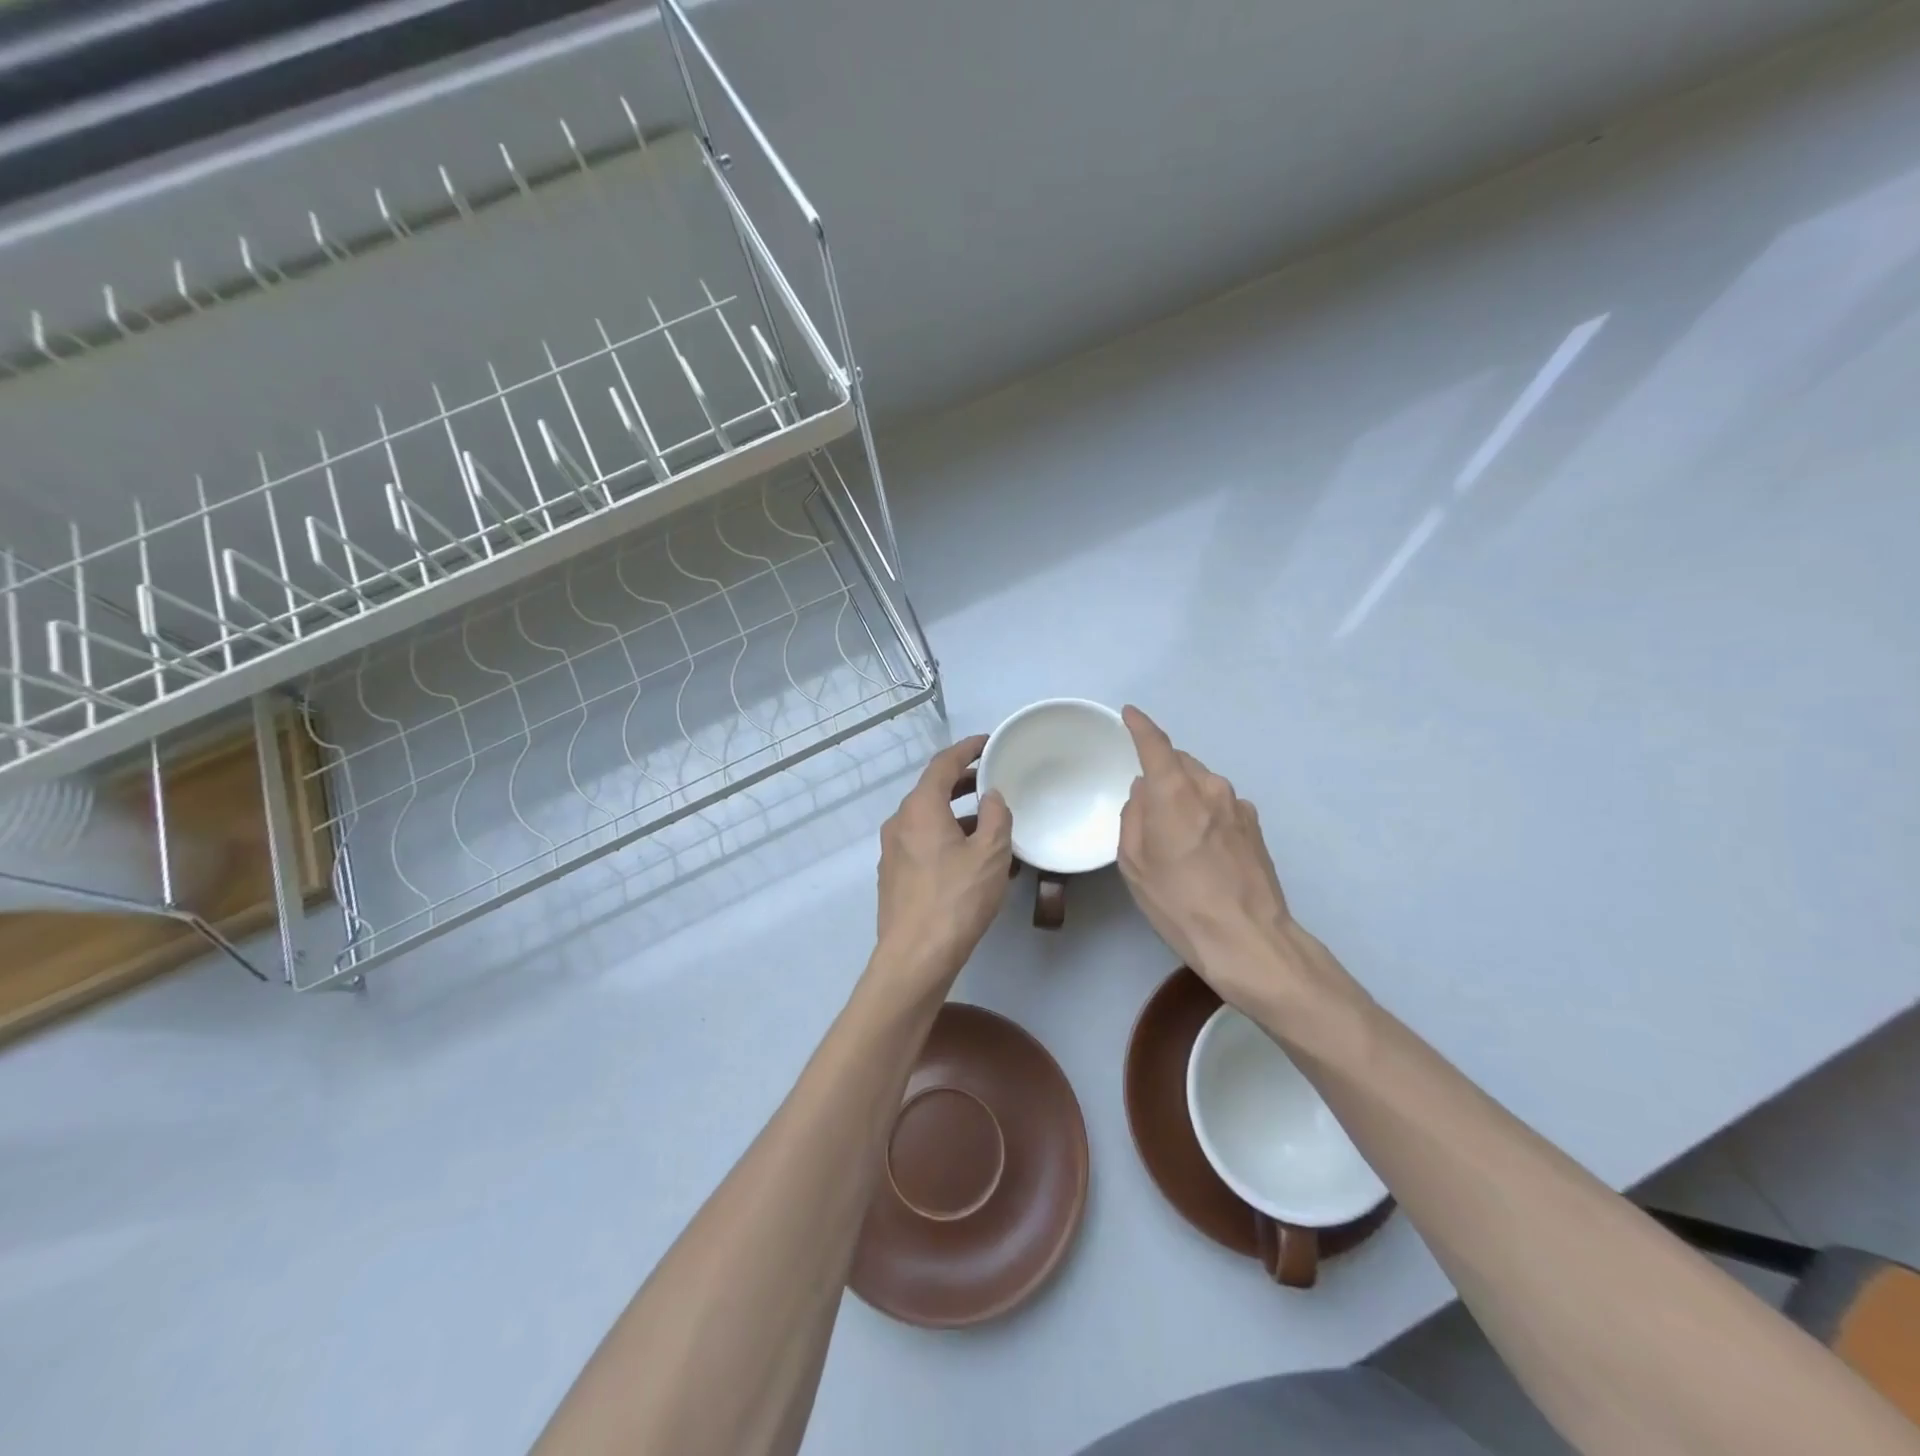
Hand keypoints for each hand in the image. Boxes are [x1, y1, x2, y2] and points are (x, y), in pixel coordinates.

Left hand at [872, 735, 1013, 993]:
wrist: (915, 957)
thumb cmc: (957, 899)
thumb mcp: (991, 854)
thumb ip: (996, 816)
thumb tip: (991, 796)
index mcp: (920, 808)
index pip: (943, 764)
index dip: (967, 749)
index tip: (988, 743)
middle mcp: (899, 822)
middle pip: (932, 791)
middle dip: (963, 783)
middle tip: (992, 781)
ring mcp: (892, 851)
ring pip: (928, 820)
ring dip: (957, 816)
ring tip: (991, 826)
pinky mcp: (894, 876)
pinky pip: (923, 844)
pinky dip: (946, 840)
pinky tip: (972, 861)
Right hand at [1117, 706, 1347, 1016]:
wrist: (1249, 940)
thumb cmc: (1179, 903)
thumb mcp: (1135, 864)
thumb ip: (1134, 817)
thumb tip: (1144, 794)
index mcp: (1175, 793)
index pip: (1155, 744)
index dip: (1140, 726)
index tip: (1130, 714)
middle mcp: (1210, 788)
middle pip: (1181, 763)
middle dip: (1162, 771)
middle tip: (1146, 803)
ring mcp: (1239, 806)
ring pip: (1202, 784)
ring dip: (1185, 795)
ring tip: (1176, 835)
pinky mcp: (1256, 827)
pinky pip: (1221, 805)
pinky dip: (1206, 813)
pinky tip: (1203, 849)